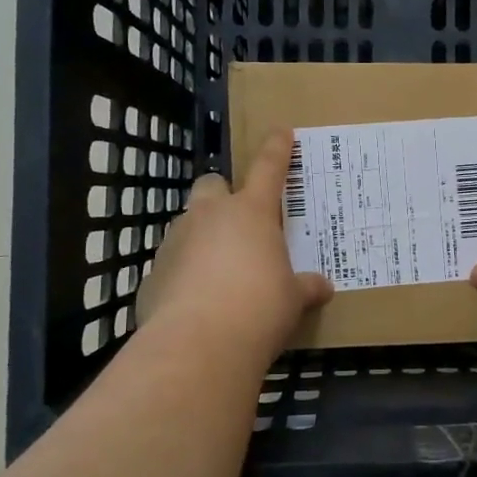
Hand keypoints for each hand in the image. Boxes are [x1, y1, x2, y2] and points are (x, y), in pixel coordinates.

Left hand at [137, 128, 332, 359]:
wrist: (199, 345)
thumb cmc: (260, 308)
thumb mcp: (293, 298)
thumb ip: (305, 287)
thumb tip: (323, 287)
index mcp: (251, 212)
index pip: (268, 168)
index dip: (276, 148)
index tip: (280, 131)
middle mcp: (209, 216)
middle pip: (211, 185)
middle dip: (222, 193)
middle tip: (238, 217)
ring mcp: (175, 242)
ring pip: (187, 224)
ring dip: (202, 236)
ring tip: (219, 269)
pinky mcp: (152, 273)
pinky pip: (172, 263)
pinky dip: (184, 274)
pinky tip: (197, 302)